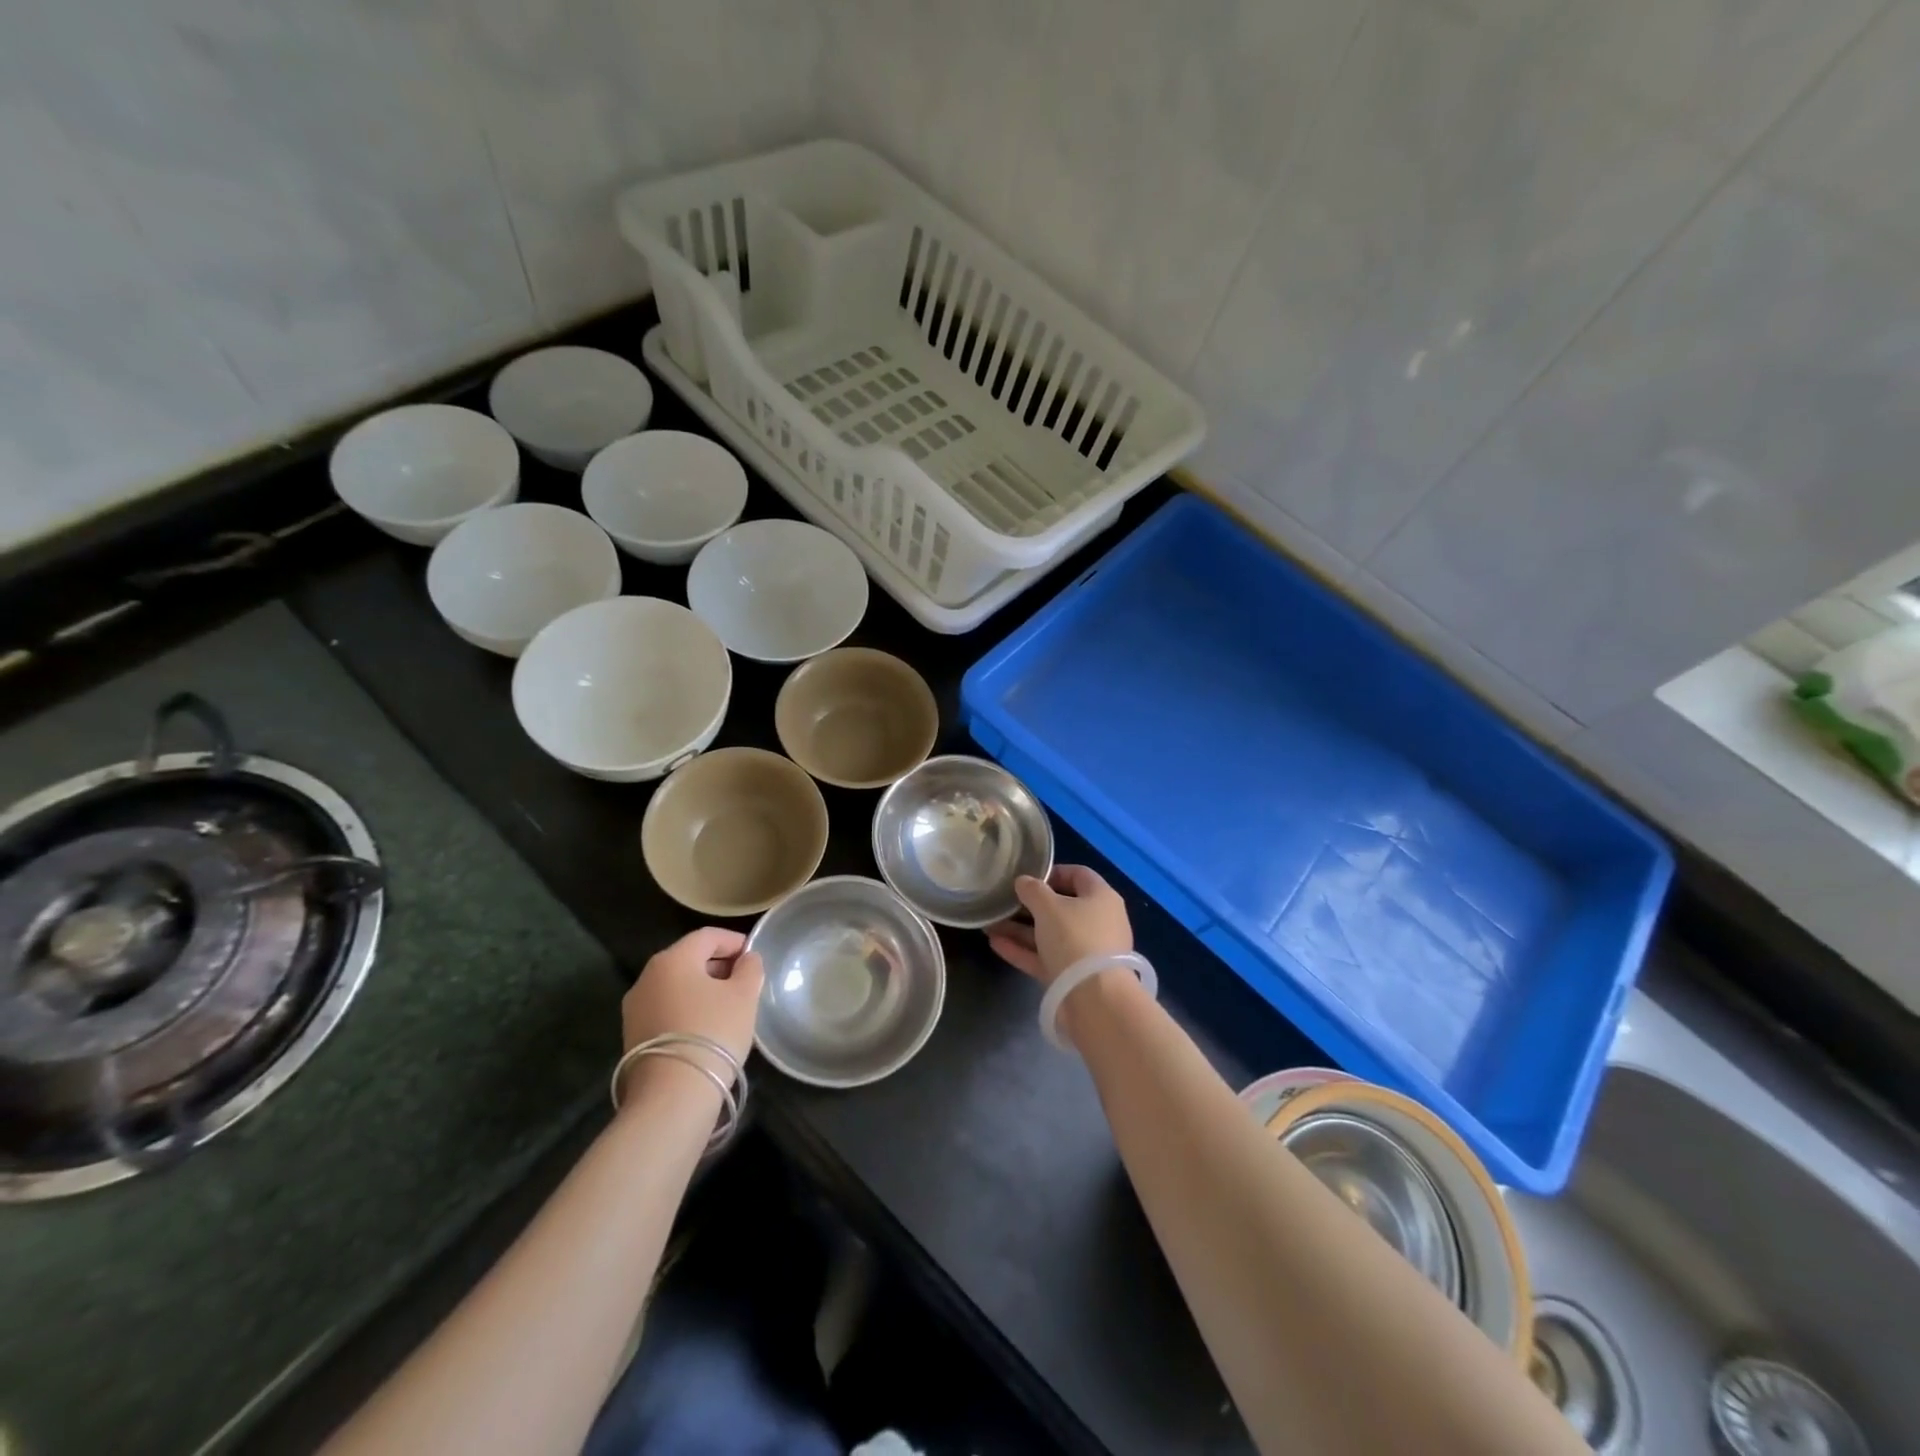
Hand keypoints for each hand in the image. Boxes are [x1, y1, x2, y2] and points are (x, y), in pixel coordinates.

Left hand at [621, 927, 764, 1072]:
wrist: (671, 1095)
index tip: (754, 955)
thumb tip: (747, 959)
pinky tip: (707, 1027)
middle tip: (744, 980)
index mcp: (673, 959)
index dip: (734, 941)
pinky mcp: (632, 1035)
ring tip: (728, 1005)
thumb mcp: (744, 996)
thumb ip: (750, 969)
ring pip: (676, 985)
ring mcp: (635, 1008)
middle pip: (688, 959)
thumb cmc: (713, 1032)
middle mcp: (647, 977)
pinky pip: (666, 1008)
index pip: (707, 936)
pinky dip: (687, 1008)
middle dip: (718, 964)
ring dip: (702, 988)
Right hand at [986, 865, 1132, 986]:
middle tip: (1003, 902)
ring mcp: (1086, 952)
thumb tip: (1023, 882)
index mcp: (1101, 898)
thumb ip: (1033, 890)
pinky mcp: (1073, 977)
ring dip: (1020, 929)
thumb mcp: (1048, 907)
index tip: (1026, 878)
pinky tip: (995, 943)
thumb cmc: (1075, 938)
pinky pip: (1045, 957)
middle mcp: (1097, 922)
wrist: (1095, 999)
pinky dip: (1023, 950)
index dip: (1052, 872)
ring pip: (1049, 934)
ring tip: (989, 924)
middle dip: (1029, 905)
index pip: (1078, 875)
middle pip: (1061, 907)